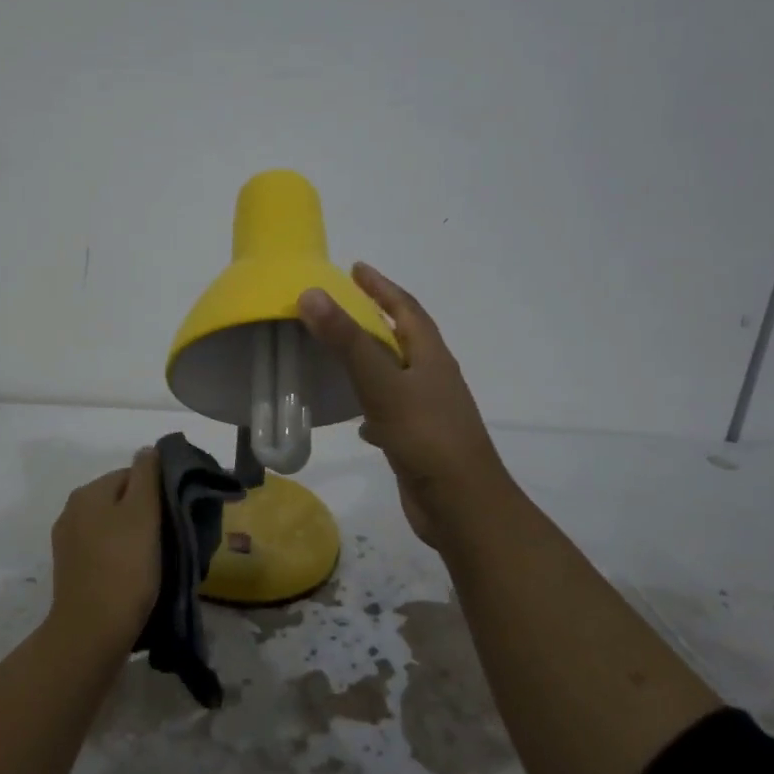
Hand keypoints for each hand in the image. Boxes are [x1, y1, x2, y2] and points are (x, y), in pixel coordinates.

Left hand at [47, 448, 161, 652]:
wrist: (92, 633)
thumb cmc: (124, 567)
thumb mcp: (143, 514)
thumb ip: (147, 476)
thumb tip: (148, 450)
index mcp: (87, 493)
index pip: (131, 475)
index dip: (157, 492)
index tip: (175, 516)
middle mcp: (72, 511)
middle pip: (120, 500)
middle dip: (145, 515)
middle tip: (170, 539)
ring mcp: (68, 543)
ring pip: (112, 527)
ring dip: (134, 537)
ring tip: (156, 560)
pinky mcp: (71, 571)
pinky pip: (103, 552)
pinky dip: (120, 557)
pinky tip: (135, 576)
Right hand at [299, 264, 516, 550]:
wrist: (462, 505)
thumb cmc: (425, 436)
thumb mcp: (382, 383)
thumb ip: (347, 340)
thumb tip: (311, 293)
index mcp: (430, 356)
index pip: (406, 308)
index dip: (381, 286)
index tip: (355, 268)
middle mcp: (432, 377)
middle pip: (403, 338)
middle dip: (375, 318)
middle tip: (340, 305)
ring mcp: (428, 410)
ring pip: (396, 374)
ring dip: (372, 360)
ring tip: (340, 353)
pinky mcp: (419, 440)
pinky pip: (391, 410)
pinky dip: (372, 404)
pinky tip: (356, 418)